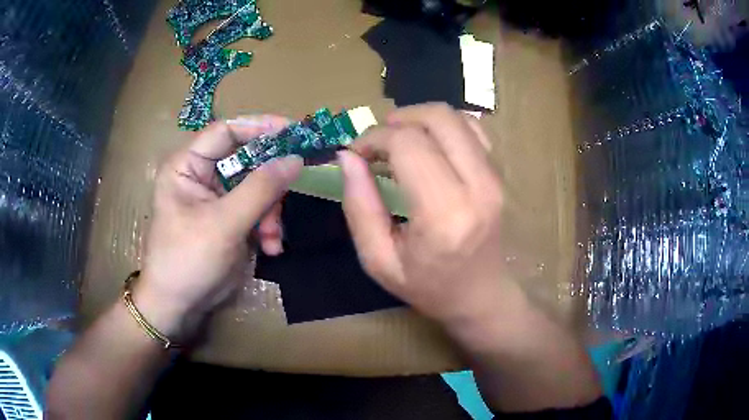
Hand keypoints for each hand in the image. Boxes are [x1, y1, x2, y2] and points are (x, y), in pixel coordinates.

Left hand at [135, 117, 301, 337]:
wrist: (180, 306)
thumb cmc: (188, 260)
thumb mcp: (224, 223)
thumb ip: (260, 189)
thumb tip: (296, 157)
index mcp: (188, 165)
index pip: (226, 131)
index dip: (259, 126)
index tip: (294, 131)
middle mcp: (202, 175)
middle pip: (247, 160)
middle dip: (270, 183)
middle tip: (291, 194)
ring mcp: (218, 197)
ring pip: (258, 187)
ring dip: (271, 212)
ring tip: (272, 239)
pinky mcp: (230, 218)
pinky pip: (258, 210)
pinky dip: (268, 226)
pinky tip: (270, 248)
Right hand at [340, 104, 600, 410]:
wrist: (482, 295)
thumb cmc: (429, 286)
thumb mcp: (378, 259)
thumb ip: (359, 206)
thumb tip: (348, 157)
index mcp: (444, 214)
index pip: (407, 144)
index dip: (373, 139)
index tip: (357, 154)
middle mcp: (477, 186)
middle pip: (437, 118)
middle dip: (398, 120)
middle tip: (378, 142)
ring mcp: (495, 177)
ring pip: (456, 117)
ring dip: (420, 120)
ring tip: (400, 142)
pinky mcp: (500, 174)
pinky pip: (474, 129)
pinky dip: (445, 127)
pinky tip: (430, 146)